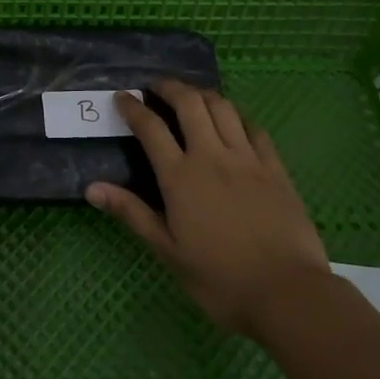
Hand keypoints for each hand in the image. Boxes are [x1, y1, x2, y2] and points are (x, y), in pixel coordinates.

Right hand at [86, 80, 328, 337]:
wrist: (287, 292)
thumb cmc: (220, 278)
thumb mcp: (168, 251)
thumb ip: (131, 213)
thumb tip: (91, 187)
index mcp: (180, 177)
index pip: (151, 128)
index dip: (133, 107)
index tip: (122, 96)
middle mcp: (212, 156)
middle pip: (189, 103)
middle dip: (169, 87)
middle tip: (156, 86)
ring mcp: (247, 158)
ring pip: (223, 107)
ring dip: (202, 94)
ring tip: (191, 96)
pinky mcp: (275, 167)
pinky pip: (254, 127)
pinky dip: (237, 115)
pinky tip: (232, 119)